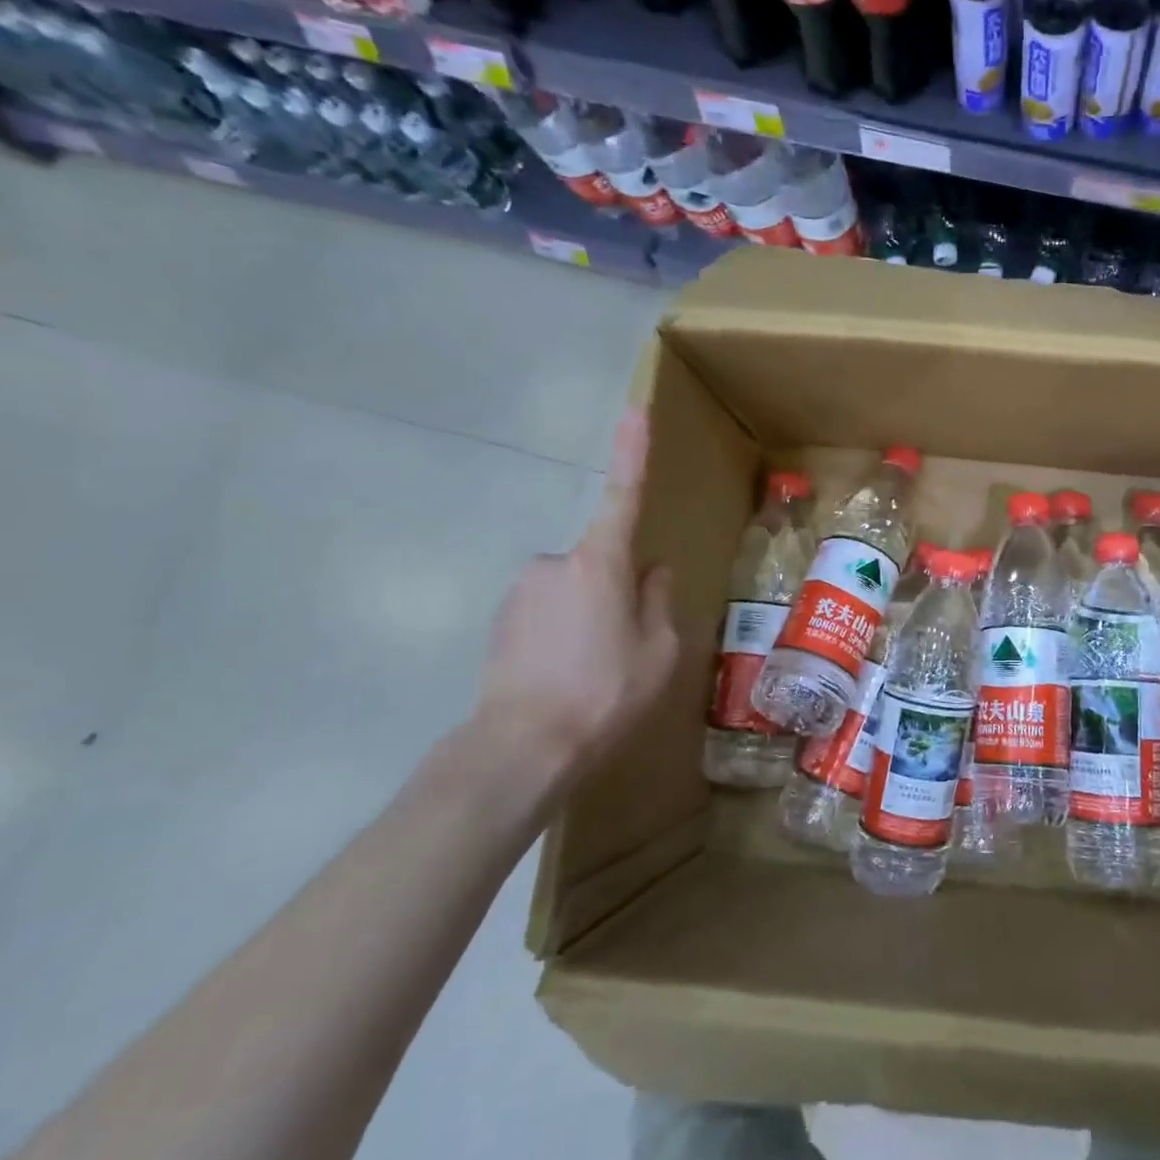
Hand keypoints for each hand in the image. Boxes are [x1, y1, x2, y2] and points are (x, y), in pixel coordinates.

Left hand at [471, 411, 678, 797]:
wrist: (521, 749)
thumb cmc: (606, 692)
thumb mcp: (659, 650)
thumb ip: (659, 601)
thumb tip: (652, 572)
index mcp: (600, 563)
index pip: (623, 495)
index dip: (632, 453)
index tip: (634, 410)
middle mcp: (554, 563)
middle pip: (602, 562)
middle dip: (618, 590)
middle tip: (627, 646)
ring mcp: (522, 591)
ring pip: (574, 591)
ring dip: (590, 616)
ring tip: (594, 671)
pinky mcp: (500, 620)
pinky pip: (547, 613)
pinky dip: (562, 634)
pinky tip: (566, 676)